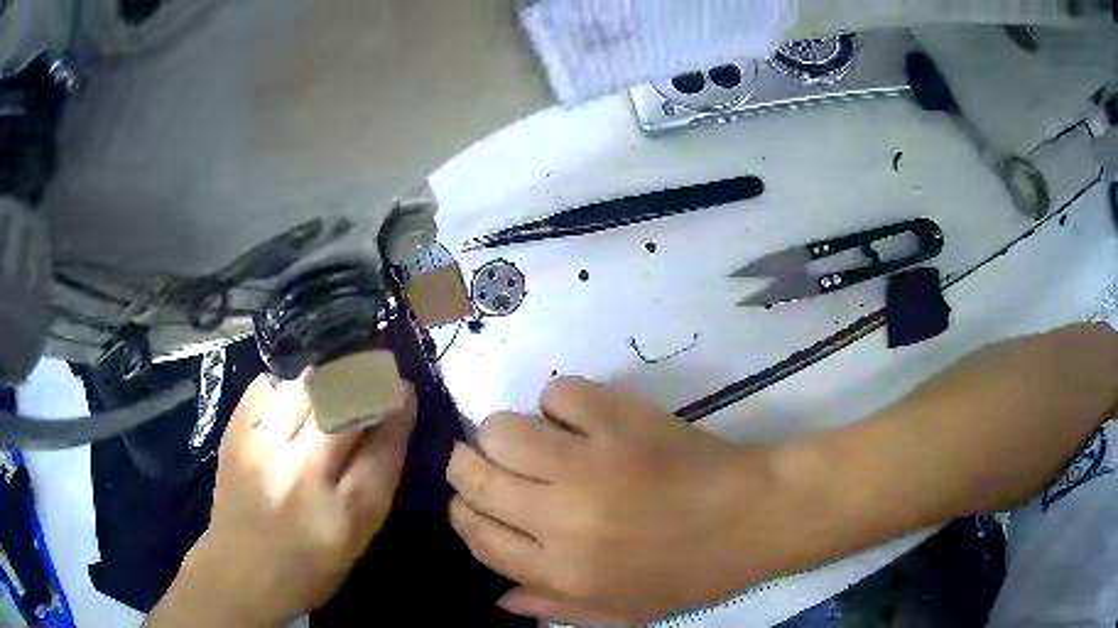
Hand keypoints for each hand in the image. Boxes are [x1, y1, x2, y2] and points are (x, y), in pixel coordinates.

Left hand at [149, 375, 415, 627]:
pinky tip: (290, 395)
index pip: (383, 449)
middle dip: (367, 382)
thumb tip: (385, 430)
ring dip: (326, 380)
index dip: (398, 413)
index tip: (405, 390)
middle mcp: (305, 477)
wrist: (241, 572)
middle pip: (345, 410)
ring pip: (304, 390)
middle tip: (374, 372)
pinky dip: (283, 386)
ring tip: (332, 381)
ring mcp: (265, 452)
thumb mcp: (356, 542)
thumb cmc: (308, 568)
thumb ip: (372, 487)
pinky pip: (264, 390)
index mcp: (345, 515)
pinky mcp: (236, 439)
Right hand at [447, 377, 775, 624]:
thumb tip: (496, 596)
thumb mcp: (621, 612)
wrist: (753, 517)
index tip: (471, 501)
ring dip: (506, 434)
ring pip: (501, 430)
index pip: (477, 535)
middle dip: (466, 467)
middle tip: (487, 464)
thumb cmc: (689, 572)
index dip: (462, 513)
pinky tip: (579, 420)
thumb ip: (552, 606)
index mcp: (562, 571)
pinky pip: (558, 393)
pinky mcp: (621, 419)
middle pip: (475, 477)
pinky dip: (559, 404)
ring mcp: (591, 463)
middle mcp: (562, 518)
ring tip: (532, 442)